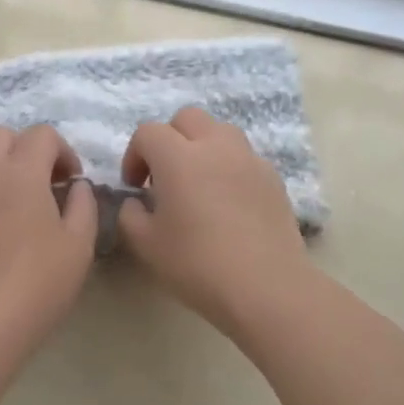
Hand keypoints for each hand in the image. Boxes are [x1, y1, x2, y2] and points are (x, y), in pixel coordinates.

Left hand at [0, 125, 97, 362]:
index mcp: (23, 171)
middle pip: (1, 135)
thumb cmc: (37, 284)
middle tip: (39, 183)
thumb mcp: (79, 246)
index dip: (62, 151)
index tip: (70, 181)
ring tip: (3, 192)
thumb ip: (83, 206)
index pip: (42, 134)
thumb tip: (76, 186)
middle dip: (24, 149)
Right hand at [117, 107, 312, 340]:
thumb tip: (137, 202)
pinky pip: (244, 157)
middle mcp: (215, 147)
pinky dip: (228, 167)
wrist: (265, 287)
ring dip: (202, 147)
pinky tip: (227, 203)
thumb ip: (130, 215)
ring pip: (220, 131)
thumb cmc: (197, 264)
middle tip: (164, 176)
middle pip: (187, 118)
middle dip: (169, 139)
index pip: (148, 133)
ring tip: (198, 183)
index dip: (135, 155)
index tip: (135, 186)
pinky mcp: (273, 178)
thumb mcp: (145, 244)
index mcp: (178, 157)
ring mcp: (249, 160)